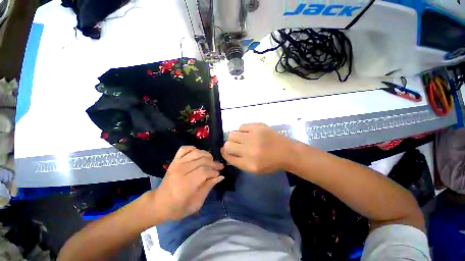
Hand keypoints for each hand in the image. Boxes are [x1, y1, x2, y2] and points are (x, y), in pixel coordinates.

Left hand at [154, 146, 223, 221]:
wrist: (159, 203)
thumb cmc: (179, 207)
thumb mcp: (196, 203)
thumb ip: (208, 187)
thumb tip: (221, 176)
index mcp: (185, 184)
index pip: (204, 171)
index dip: (214, 171)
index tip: (218, 174)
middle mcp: (181, 171)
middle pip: (202, 161)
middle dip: (213, 163)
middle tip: (219, 167)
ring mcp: (176, 164)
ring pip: (196, 152)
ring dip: (206, 155)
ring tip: (211, 160)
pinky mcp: (174, 160)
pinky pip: (185, 149)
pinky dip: (193, 149)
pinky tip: (198, 154)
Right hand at [221, 123, 292, 173]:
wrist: (287, 151)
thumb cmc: (270, 163)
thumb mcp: (254, 169)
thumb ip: (238, 161)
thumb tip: (226, 151)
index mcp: (249, 164)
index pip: (228, 156)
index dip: (225, 153)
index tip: (226, 151)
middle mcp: (250, 150)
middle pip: (228, 144)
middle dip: (229, 145)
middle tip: (236, 145)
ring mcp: (254, 136)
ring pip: (232, 134)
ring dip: (235, 137)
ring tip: (243, 138)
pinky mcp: (258, 126)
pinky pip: (241, 126)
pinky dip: (243, 130)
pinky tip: (249, 133)